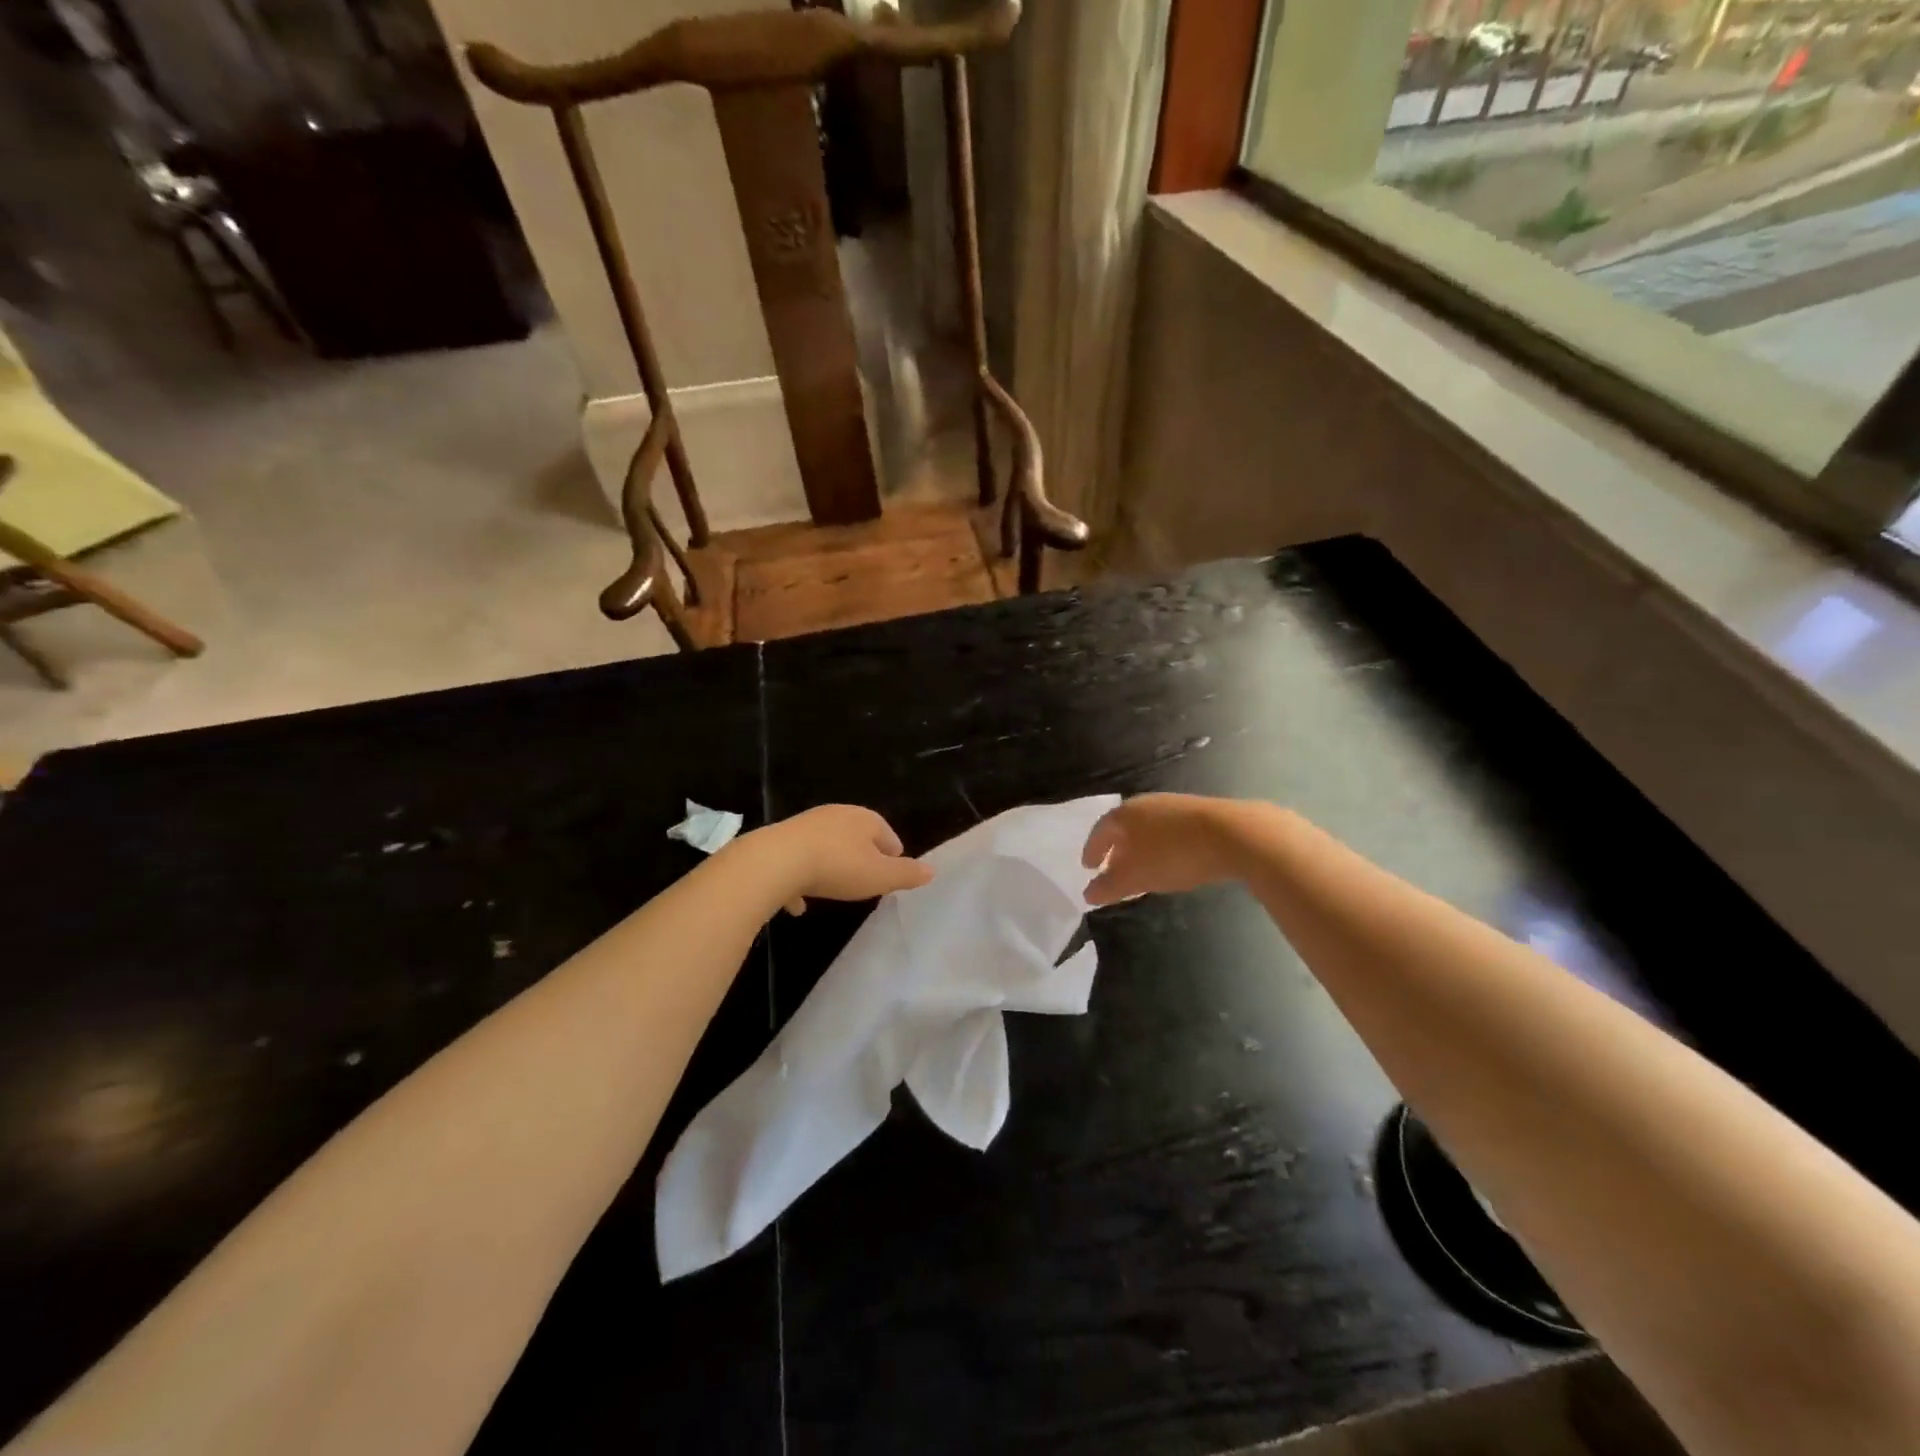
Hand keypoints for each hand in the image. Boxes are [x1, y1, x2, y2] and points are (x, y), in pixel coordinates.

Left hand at [750, 804, 932, 914]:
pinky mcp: (780, 841)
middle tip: (865, 882)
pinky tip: (798, 902)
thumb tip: (931, 870)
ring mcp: (805, 826)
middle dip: (862, 858)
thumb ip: (906, 874)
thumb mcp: (880, 876)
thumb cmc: (838, 866)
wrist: (775, 862)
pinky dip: (800, 878)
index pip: (888, 835)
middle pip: (856, 837)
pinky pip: (797, 862)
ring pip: (826, 847)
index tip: (892, 875)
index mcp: (864, 819)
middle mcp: (836, 815)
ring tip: (834, 890)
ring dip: (830, 866)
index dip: (893, 856)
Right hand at [1081, 793, 1244, 906]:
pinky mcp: (1200, 813)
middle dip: (1116, 849)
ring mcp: (1174, 805)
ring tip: (1141, 869)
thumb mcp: (1136, 877)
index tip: (1087, 866)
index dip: (1092, 850)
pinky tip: (1170, 861)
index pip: (1100, 831)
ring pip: (1148, 829)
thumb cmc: (1173, 854)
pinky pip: (1169, 831)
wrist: (1234, 834)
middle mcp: (1146, 804)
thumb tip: (1088, 894)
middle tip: (1111, 868)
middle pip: (1123, 827)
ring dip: (1140, 848)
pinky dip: (1161, 846)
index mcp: (1125, 814)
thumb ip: (1109, 887)